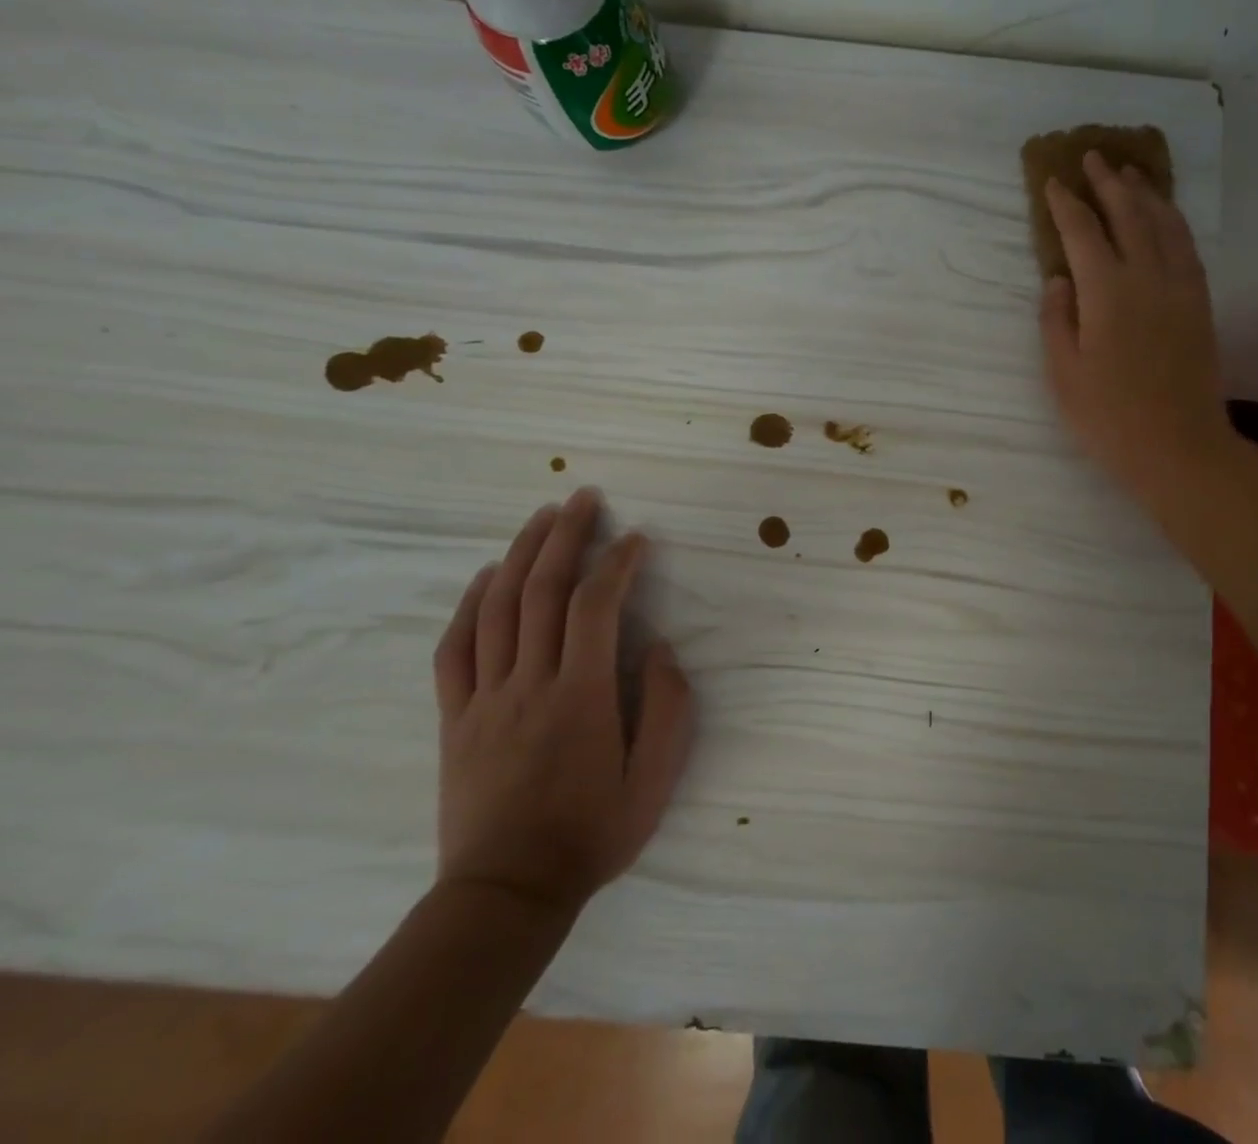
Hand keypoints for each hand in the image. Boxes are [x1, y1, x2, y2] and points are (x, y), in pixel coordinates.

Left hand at [432, 487, 693, 915]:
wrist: (506, 895)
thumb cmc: (592, 834)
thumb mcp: (656, 779)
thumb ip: (667, 708)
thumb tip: (658, 648)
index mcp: (580, 697)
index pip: (595, 607)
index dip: (616, 564)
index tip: (636, 539)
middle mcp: (528, 685)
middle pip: (541, 591)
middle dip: (564, 537)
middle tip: (583, 498)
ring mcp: (484, 700)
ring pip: (496, 609)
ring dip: (519, 555)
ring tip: (540, 518)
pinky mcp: (455, 719)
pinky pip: (454, 650)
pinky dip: (468, 605)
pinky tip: (484, 577)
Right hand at [1040, 150, 1238, 512]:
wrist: (1179, 447)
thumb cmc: (1110, 418)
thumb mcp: (1064, 374)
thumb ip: (1057, 320)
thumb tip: (1058, 279)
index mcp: (1107, 293)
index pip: (1082, 232)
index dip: (1066, 204)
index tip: (1053, 182)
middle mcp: (1147, 278)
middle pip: (1128, 215)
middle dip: (1108, 184)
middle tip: (1093, 157)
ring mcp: (1180, 288)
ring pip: (1164, 225)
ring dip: (1145, 194)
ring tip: (1130, 175)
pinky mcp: (1200, 304)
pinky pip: (1188, 248)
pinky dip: (1175, 222)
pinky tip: (1166, 217)